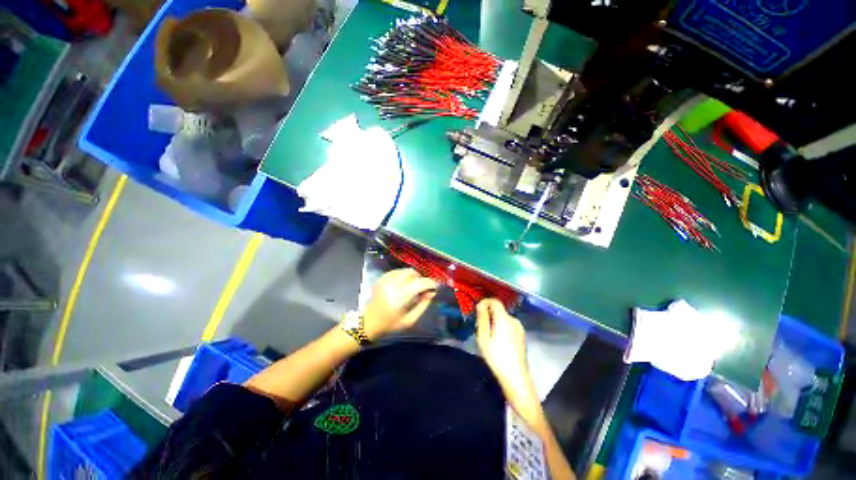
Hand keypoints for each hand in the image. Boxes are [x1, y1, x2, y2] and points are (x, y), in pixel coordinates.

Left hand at [363, 268, 437, 339]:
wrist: (369, 322)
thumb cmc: (391, 324)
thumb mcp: (410, 320)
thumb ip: (423, 305)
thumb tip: (432, 292)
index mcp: (400, 296)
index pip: (420, 283)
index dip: (430, 283)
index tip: (434, 287)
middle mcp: (393, 284)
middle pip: (413, 273)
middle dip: (420, 279)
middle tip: (421, 289)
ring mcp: (385, 280)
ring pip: (405, 270)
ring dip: (412, 277)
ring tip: (411, 287)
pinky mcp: (381, 278)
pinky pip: (397, 271)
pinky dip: (403, 276)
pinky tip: (402, 285)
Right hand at [476, 299, 535, 401]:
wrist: (515, 376)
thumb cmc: (496, 356)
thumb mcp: (483, 337)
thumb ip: (482, 318)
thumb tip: (481, 305)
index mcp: (504, 318)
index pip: (495, 301)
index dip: (485, 302)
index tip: (477, 311)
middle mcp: (514, 320)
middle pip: (499, 310)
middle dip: (489, 314)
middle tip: (480, 327)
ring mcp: (519, 328)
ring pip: (504, 318)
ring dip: (495, 322)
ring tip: (488, 336)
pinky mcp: (521, 336)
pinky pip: (509, 326)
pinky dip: (502, 328)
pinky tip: (498, 341)